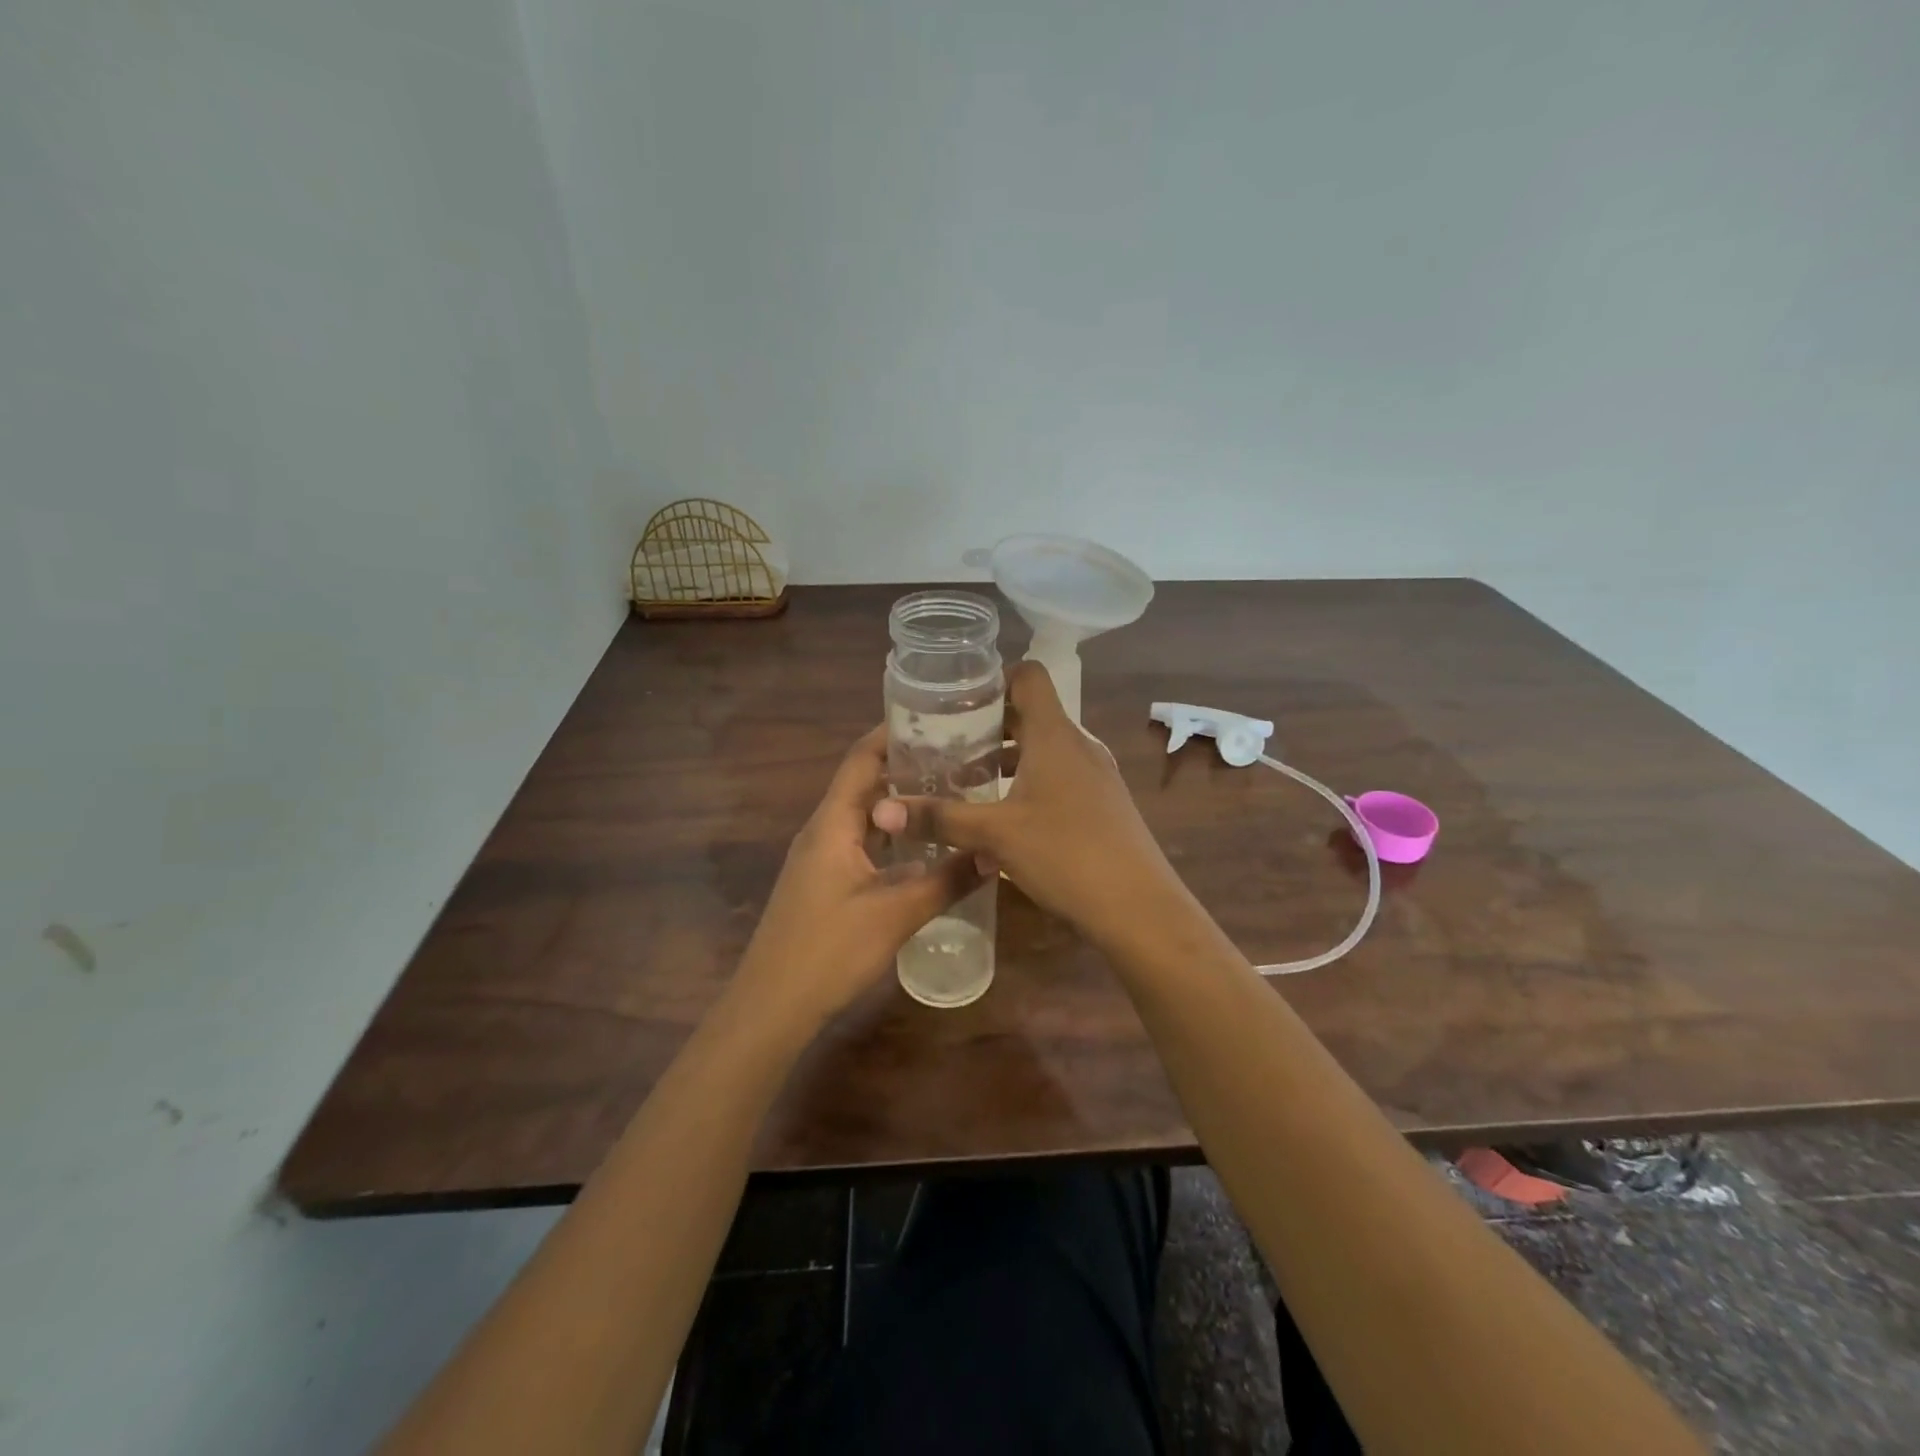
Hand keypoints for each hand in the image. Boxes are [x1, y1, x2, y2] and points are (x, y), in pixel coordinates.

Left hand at [732, 725, 982, 1025]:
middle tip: (959, 757)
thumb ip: (947, 880)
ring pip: (865, 815)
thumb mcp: (896, 914)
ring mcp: (821, 857)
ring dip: (901, 803)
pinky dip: (892, 835)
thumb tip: (996, 852)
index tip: (936, 719)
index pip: (862, 758)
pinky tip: (924, 847)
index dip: (892, 732)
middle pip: (865, 783)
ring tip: (949, 793)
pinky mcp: (824, 882)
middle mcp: (823, 830)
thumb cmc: (828, 951)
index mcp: (833, 822)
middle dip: (907, 766)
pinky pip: (862, 842)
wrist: (770, 1007)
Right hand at [871, 662, 1181, 951]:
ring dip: (1007, 758)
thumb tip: (881, 810)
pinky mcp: (1102, 804)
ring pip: (1044, 749)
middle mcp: (1078, 745)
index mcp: (1055, 735)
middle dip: (988, 724)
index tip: (956, 701)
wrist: (1140, 908)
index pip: (1028, 675)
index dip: (993, 678)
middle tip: (946, 742)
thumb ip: (940, 818)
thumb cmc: (1066, 854)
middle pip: (1031, 713)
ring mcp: (1095, 775)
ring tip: (966, 779)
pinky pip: (1058, 776)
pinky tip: (1002, 816)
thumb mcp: (995, 835)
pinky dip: (1027, 782)